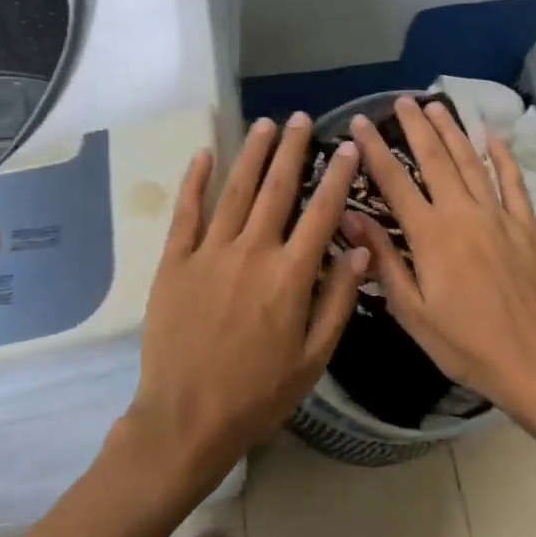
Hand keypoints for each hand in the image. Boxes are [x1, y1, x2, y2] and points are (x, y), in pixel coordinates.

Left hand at [122, 113, 368, 494]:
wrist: (186, 418)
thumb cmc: (257, 394)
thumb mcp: (313, 359)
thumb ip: (337, 300)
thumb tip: (360, 247)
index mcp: (289, 276)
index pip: (321, 213)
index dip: (337, 178)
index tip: (347, 149)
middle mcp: (251, 252)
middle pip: (277, 190)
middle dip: (292, 150)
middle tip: (301, 119)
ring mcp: (209, 253)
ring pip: (235, 191)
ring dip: (252, 155)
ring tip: (265, 124)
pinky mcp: (175, 262)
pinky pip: (186, 213)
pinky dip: (195, 181)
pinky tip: (204, 154)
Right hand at [342, 96, 535, 414]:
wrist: (535, 362)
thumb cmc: (464, 344)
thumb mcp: (411, 311)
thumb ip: (383, 260)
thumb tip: (350, 219)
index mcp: (430, 235)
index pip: (394, 181)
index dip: (374, 149)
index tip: (358, 122)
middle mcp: (463, 214)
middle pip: (435, 159)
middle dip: (416, 127)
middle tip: (401, 100)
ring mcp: (498, 217)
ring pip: (471, 162)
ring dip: (453, 131)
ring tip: (437, 106)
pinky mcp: (527, 226)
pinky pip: (513, 182)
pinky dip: (502, 157)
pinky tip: (493, 136)